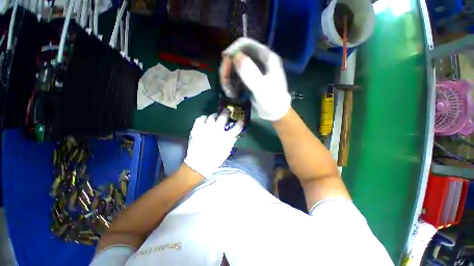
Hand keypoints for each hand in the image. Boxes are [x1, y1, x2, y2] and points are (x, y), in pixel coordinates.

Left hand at [184, 112, 242, 177]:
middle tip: (226, 111)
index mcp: (226, 137)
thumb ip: (232, 141)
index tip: (241, 119)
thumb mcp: (227, 151)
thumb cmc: (215, 159)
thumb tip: (235, 134)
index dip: (240, 122)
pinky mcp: (197, 129)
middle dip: (226, 112)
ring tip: (215, 116)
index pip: (237, 127)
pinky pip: (200, 118)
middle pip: (223, 117)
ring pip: (212, 116)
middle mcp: (217, 130)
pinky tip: (205, 119)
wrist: (199, 164)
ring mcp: (206, 129)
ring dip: (215, 115)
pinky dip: (203, 117)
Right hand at [220, 37, 290, 120]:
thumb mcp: (261, 88)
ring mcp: (254, 71)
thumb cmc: (272, 100)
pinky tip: (232, 94)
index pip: (247, 44)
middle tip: (224, 82)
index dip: (233, 49)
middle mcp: (260, 61)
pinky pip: (236, 78)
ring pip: (235, 68)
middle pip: (238, 56)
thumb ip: (250, 72)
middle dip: (228, 68)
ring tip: (229, 92)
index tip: (224, 60)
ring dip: (228, 79)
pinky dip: (232, 85)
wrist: (274, 113)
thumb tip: (236, 56)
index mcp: (266, 58)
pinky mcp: (250, 80)